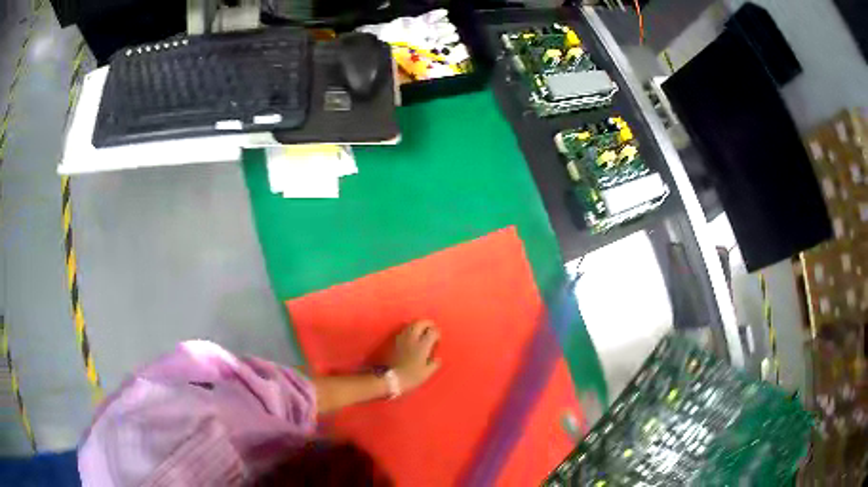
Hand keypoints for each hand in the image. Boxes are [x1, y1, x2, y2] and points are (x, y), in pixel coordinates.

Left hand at [388, 321, 440, 393]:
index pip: (432, 332)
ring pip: (411, 324)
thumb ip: (434, 364)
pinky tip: (412, 336)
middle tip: (432, 328)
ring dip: (419, 324)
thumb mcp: (426, 373)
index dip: (437, 333)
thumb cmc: (410, 377)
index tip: (438, 339)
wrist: (390, 378)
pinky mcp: (395, 341)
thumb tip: (437, 359)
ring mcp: (403, 338)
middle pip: (421, 323)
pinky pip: (405, 330)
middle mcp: (413, 338)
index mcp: (422, 346)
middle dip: (428, 323)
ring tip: (423, 330)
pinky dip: (410, 329)